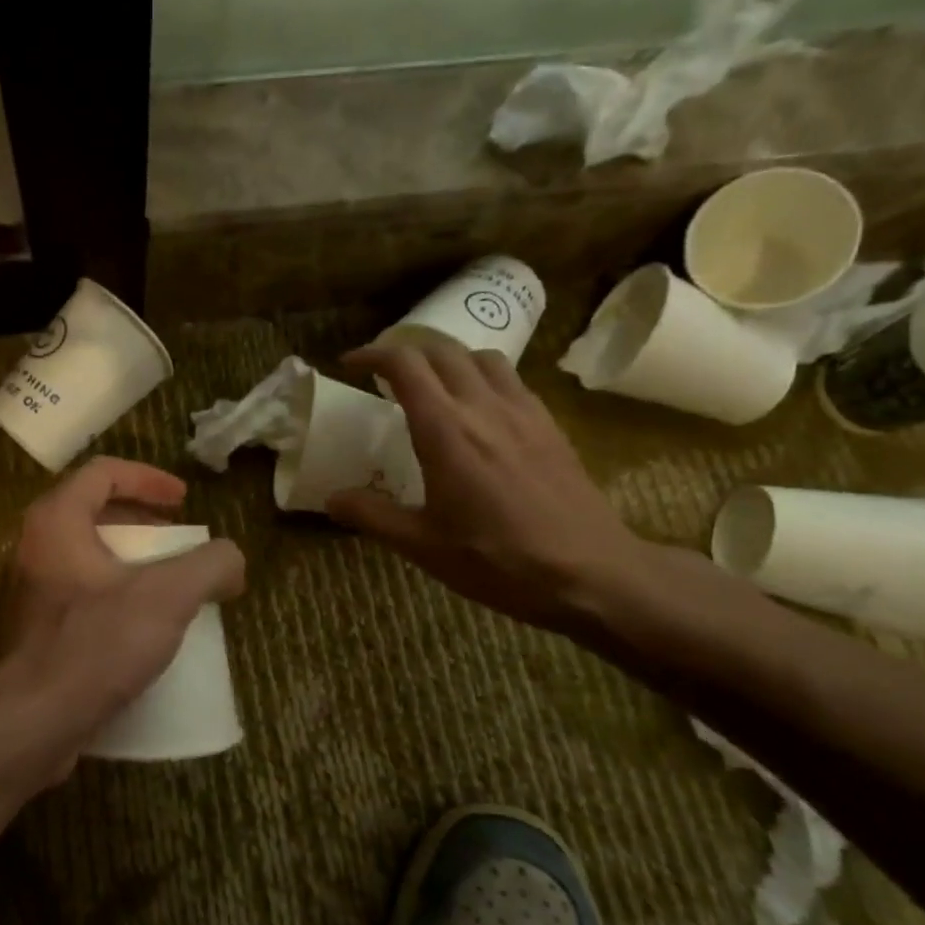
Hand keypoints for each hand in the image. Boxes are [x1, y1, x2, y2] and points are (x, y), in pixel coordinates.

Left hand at [0, 458, 244, 793]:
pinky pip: (82, 601)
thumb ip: (209, 566)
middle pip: (94, 514)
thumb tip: (231, 561)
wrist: (25, 726)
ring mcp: (31, 594)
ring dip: (133, 566)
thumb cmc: (92, 646)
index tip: (184, 501)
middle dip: (144, 524)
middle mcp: (36, 548)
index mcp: (57, 521)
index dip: (148, 477)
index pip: (103, 472)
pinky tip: (144, 633)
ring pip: (89, 561)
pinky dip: (117, 601)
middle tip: (180, 544)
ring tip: (171, 589)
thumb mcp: (166, 597)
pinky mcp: (35, 634)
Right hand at [326, 340, 656, 633]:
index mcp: (446, 430)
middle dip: (407, 352)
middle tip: (384, 375)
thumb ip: (372, 515)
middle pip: (443, 351)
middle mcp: (484, 406)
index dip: (373, 355)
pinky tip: (480, 412)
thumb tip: (332, 498)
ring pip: (482, 358)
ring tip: (432, 385)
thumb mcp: (423, 545)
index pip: (405, 365)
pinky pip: (512, 381)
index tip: (350, 364)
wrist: (591, 573)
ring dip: (449, 359)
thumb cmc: (498, 561)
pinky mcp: (551, 426)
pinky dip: (483, 378)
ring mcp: (524, 412)